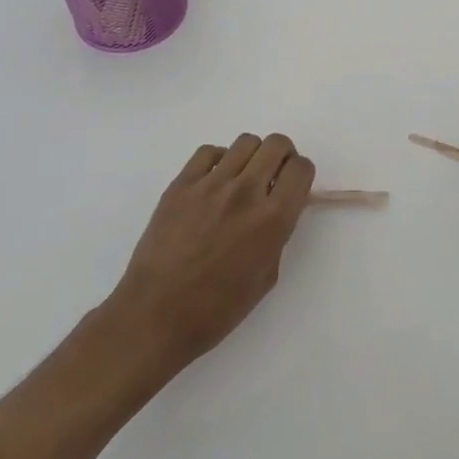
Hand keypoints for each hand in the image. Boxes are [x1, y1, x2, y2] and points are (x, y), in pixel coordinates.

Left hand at [105, 133, 314, 378]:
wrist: (156, 316)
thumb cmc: (217, 309)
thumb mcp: (266, 276)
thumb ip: (277, 235)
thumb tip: (275, 211)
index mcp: (272, 219)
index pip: (301, 168)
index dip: (301, 174)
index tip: (293, 186)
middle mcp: (245, 192)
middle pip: (277, 144)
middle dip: (282, 156)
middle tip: (272, 177)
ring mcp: (210, 185)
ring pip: (245, 142)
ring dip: (253, 156)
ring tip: (242, 178)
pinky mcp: (180, 185)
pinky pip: (208, 151)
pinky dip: (219, 160)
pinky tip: (214, 182)